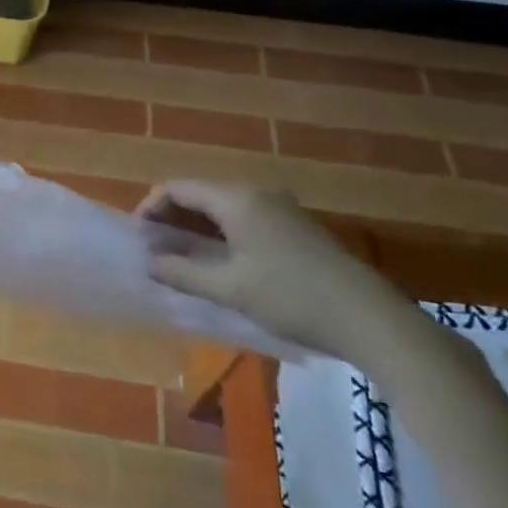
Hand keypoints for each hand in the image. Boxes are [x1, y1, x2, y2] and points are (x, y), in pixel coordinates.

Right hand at [139, 181, 415, 362]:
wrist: (370, 319)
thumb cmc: (291, 298)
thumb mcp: (229, 288)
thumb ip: (182, 272)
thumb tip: (149, 261)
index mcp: (236, 199)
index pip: (177, 188)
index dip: (150, 208)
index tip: (137, 239)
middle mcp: (256, 193)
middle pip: (199, 195)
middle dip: (171, 219)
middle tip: (153, 251)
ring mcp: (279, 208)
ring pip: (222, 209)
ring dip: (195, 229)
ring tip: (179, 260)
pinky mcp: (294, 228)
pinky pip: (243, 220)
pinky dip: (220, 235)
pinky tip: (218, 264)